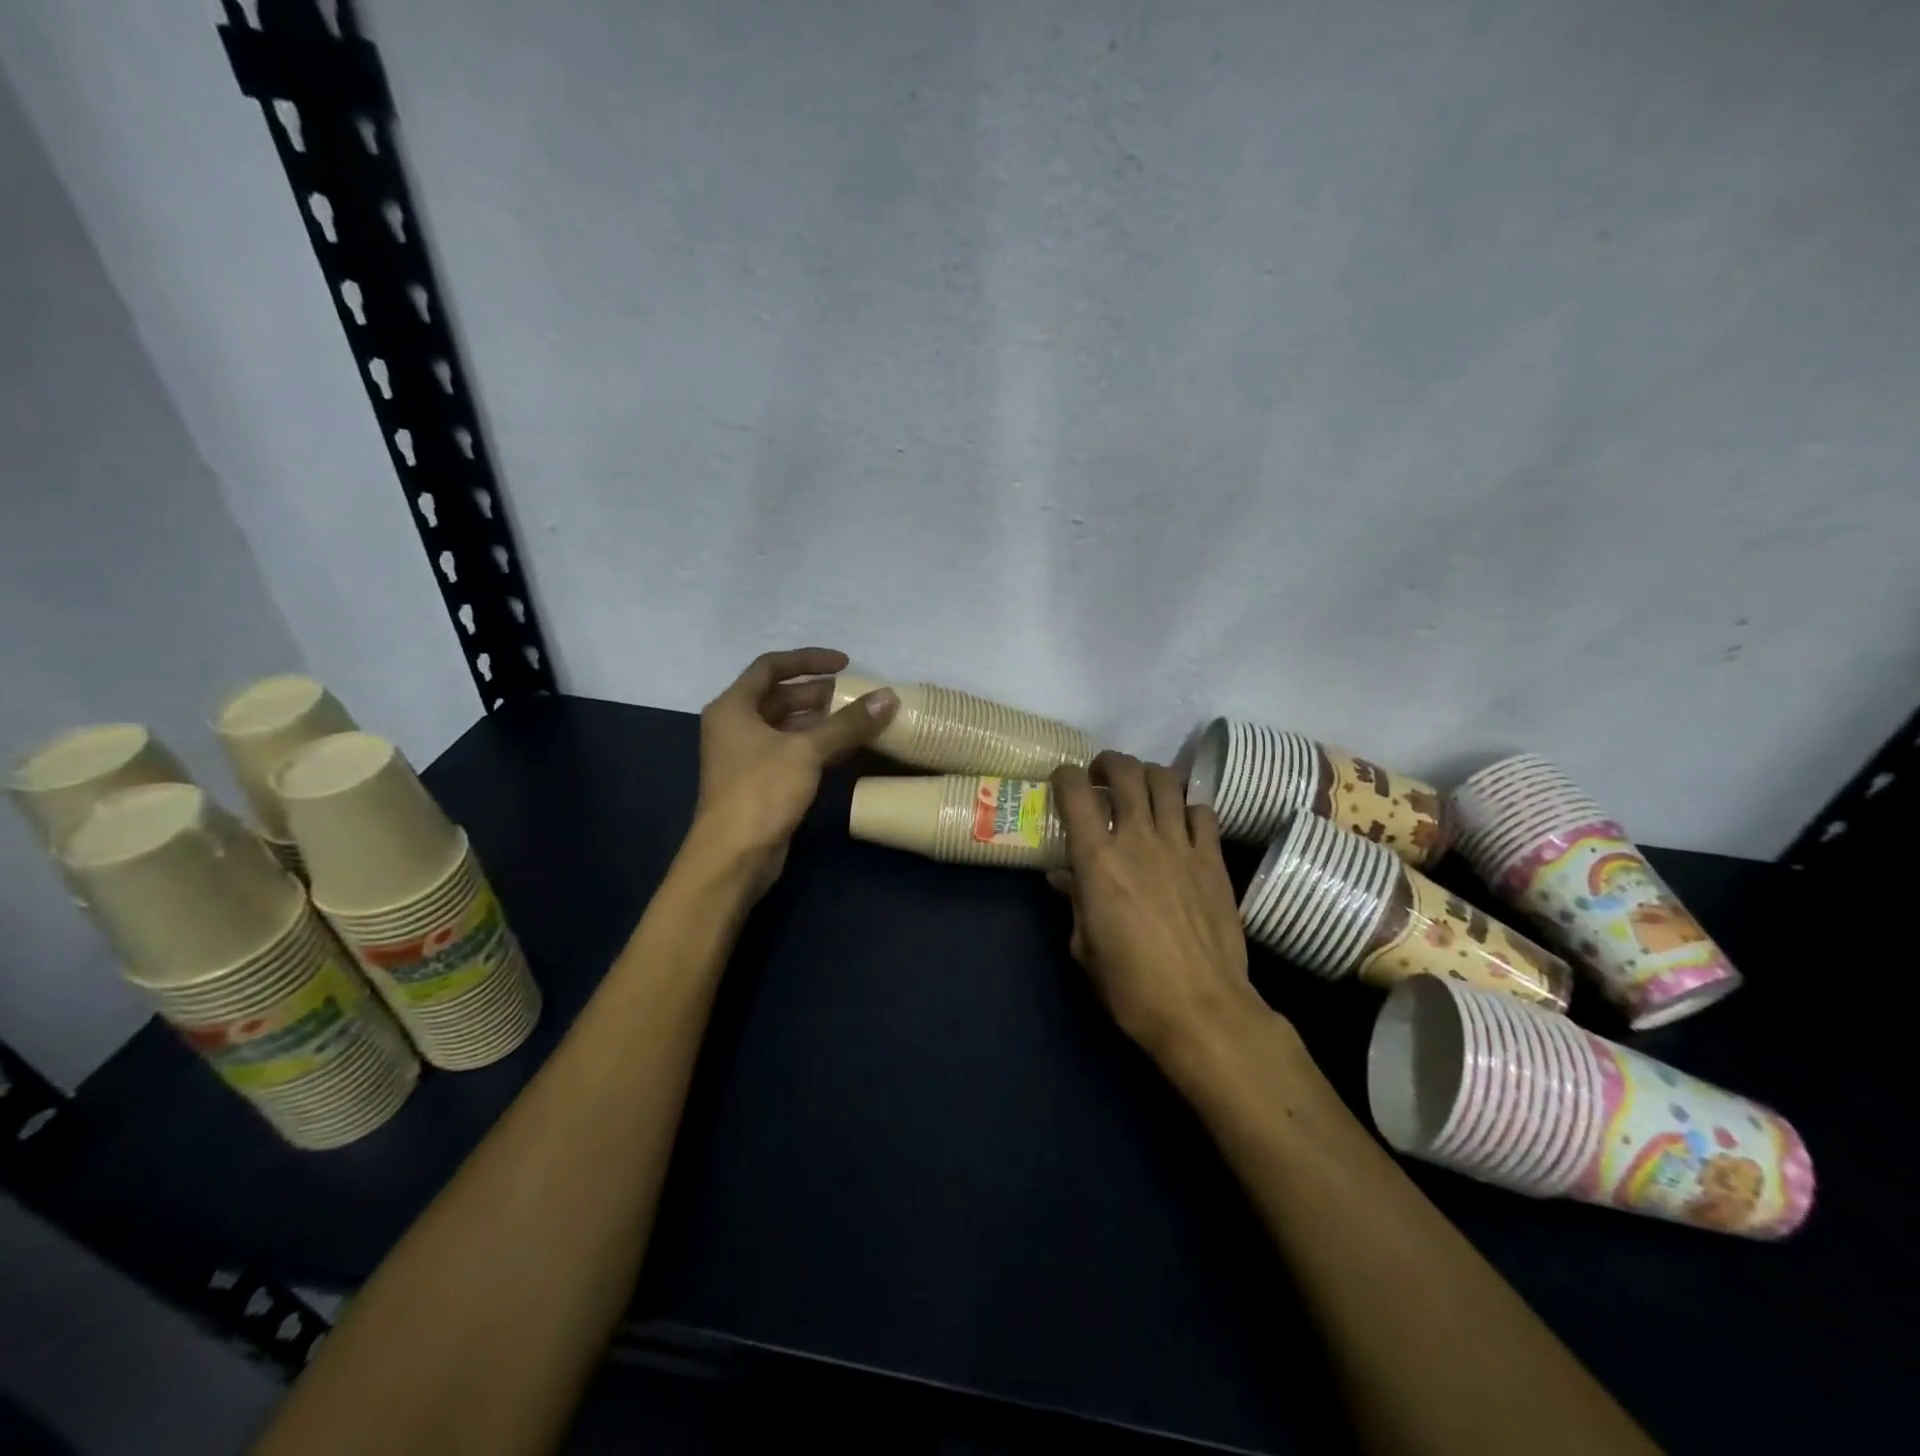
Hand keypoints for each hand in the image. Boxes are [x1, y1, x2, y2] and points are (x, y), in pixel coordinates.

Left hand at [689, 648, 896, 897]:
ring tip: (861, 720)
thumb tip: (889, 697)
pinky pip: (793, 751)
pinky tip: (849, 749)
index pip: (771, 667)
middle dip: (820, 694)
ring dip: (823, 721)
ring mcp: (747, 756)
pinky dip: (819, 746)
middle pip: (781, 697)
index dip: (808, 660)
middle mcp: (736, 725)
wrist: (734, 856)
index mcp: (734, 707)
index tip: (845, 664)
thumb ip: (848, 723)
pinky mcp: (761, 781)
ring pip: (789, 726)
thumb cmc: (762, 792)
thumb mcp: (807, 751)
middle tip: (859, 696)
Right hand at [1049, 752, 1276, 1070]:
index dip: (1065, 776)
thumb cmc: (1131, 986)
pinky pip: (1202, 812)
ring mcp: (1181, 845)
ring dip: (1148, 776)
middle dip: (1109, 763)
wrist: (1202, 1008)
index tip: (1062, 781)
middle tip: (1102, 777)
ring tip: (1141, 789)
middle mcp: (1138, 839)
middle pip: (1126, 772)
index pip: (1076, 792)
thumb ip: (1075, 901)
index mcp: (1098, 860)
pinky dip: (1187, 807)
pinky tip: (1181, 823)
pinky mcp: (1213, 859)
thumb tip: (1065, 877)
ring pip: (1167, 781)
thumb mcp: (1085, 946)